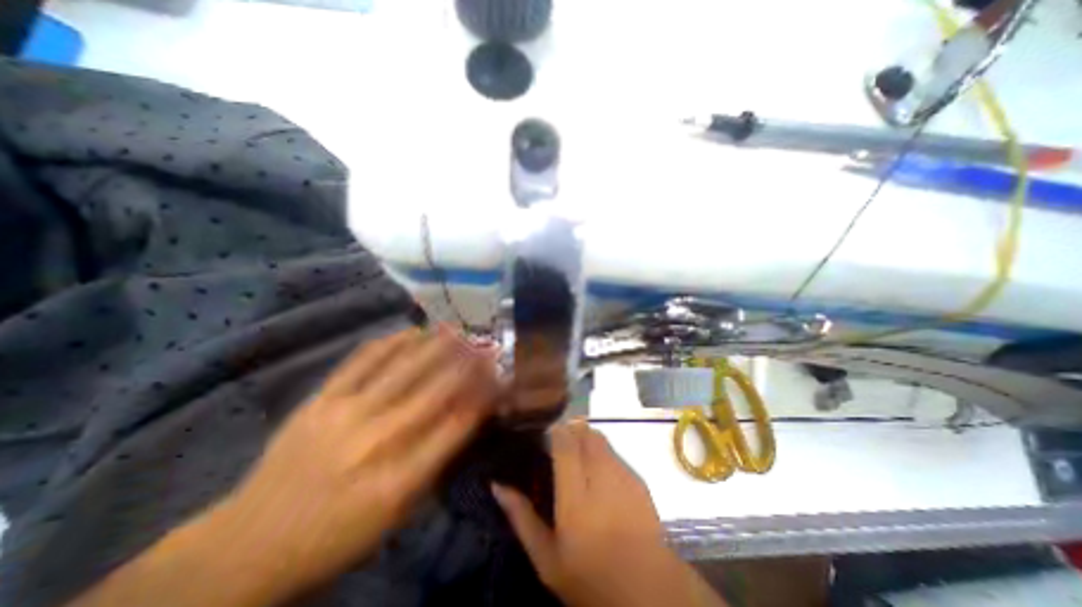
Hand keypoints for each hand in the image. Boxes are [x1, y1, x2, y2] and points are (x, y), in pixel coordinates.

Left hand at [209, 325, 499, 598]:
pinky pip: (362, 360)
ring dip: (436, 344)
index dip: (485, 395)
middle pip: (435, 389)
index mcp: (399, 479)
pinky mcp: (320, 399)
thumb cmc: (339, 534)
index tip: (502, 377)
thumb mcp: (399, 513)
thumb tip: (467, 417)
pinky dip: (391, 341)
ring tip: (458, 329)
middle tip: (487, 345)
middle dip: (469, 363)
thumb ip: (437, 462)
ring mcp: (344, 414)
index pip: (457, 424)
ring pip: (402, 367)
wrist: (249, 544)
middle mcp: (376, 440)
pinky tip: (412, 331)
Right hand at [492, 423, 724, 606]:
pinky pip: (614, 452)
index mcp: (575, 495)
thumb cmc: (590, 579)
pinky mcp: (638, 479)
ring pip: (600, 438)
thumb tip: (497, 484)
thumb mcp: (546, 559)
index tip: (545, 437)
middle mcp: (601, 476)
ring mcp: (623, 474)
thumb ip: (521, 517)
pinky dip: (602, 453)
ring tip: (577, 459)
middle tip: (558, 447)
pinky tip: (598, 475)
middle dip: (570, 431)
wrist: (650, 595)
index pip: (565, 441)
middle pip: (584, 432)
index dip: (554, 431)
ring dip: (586, 439)